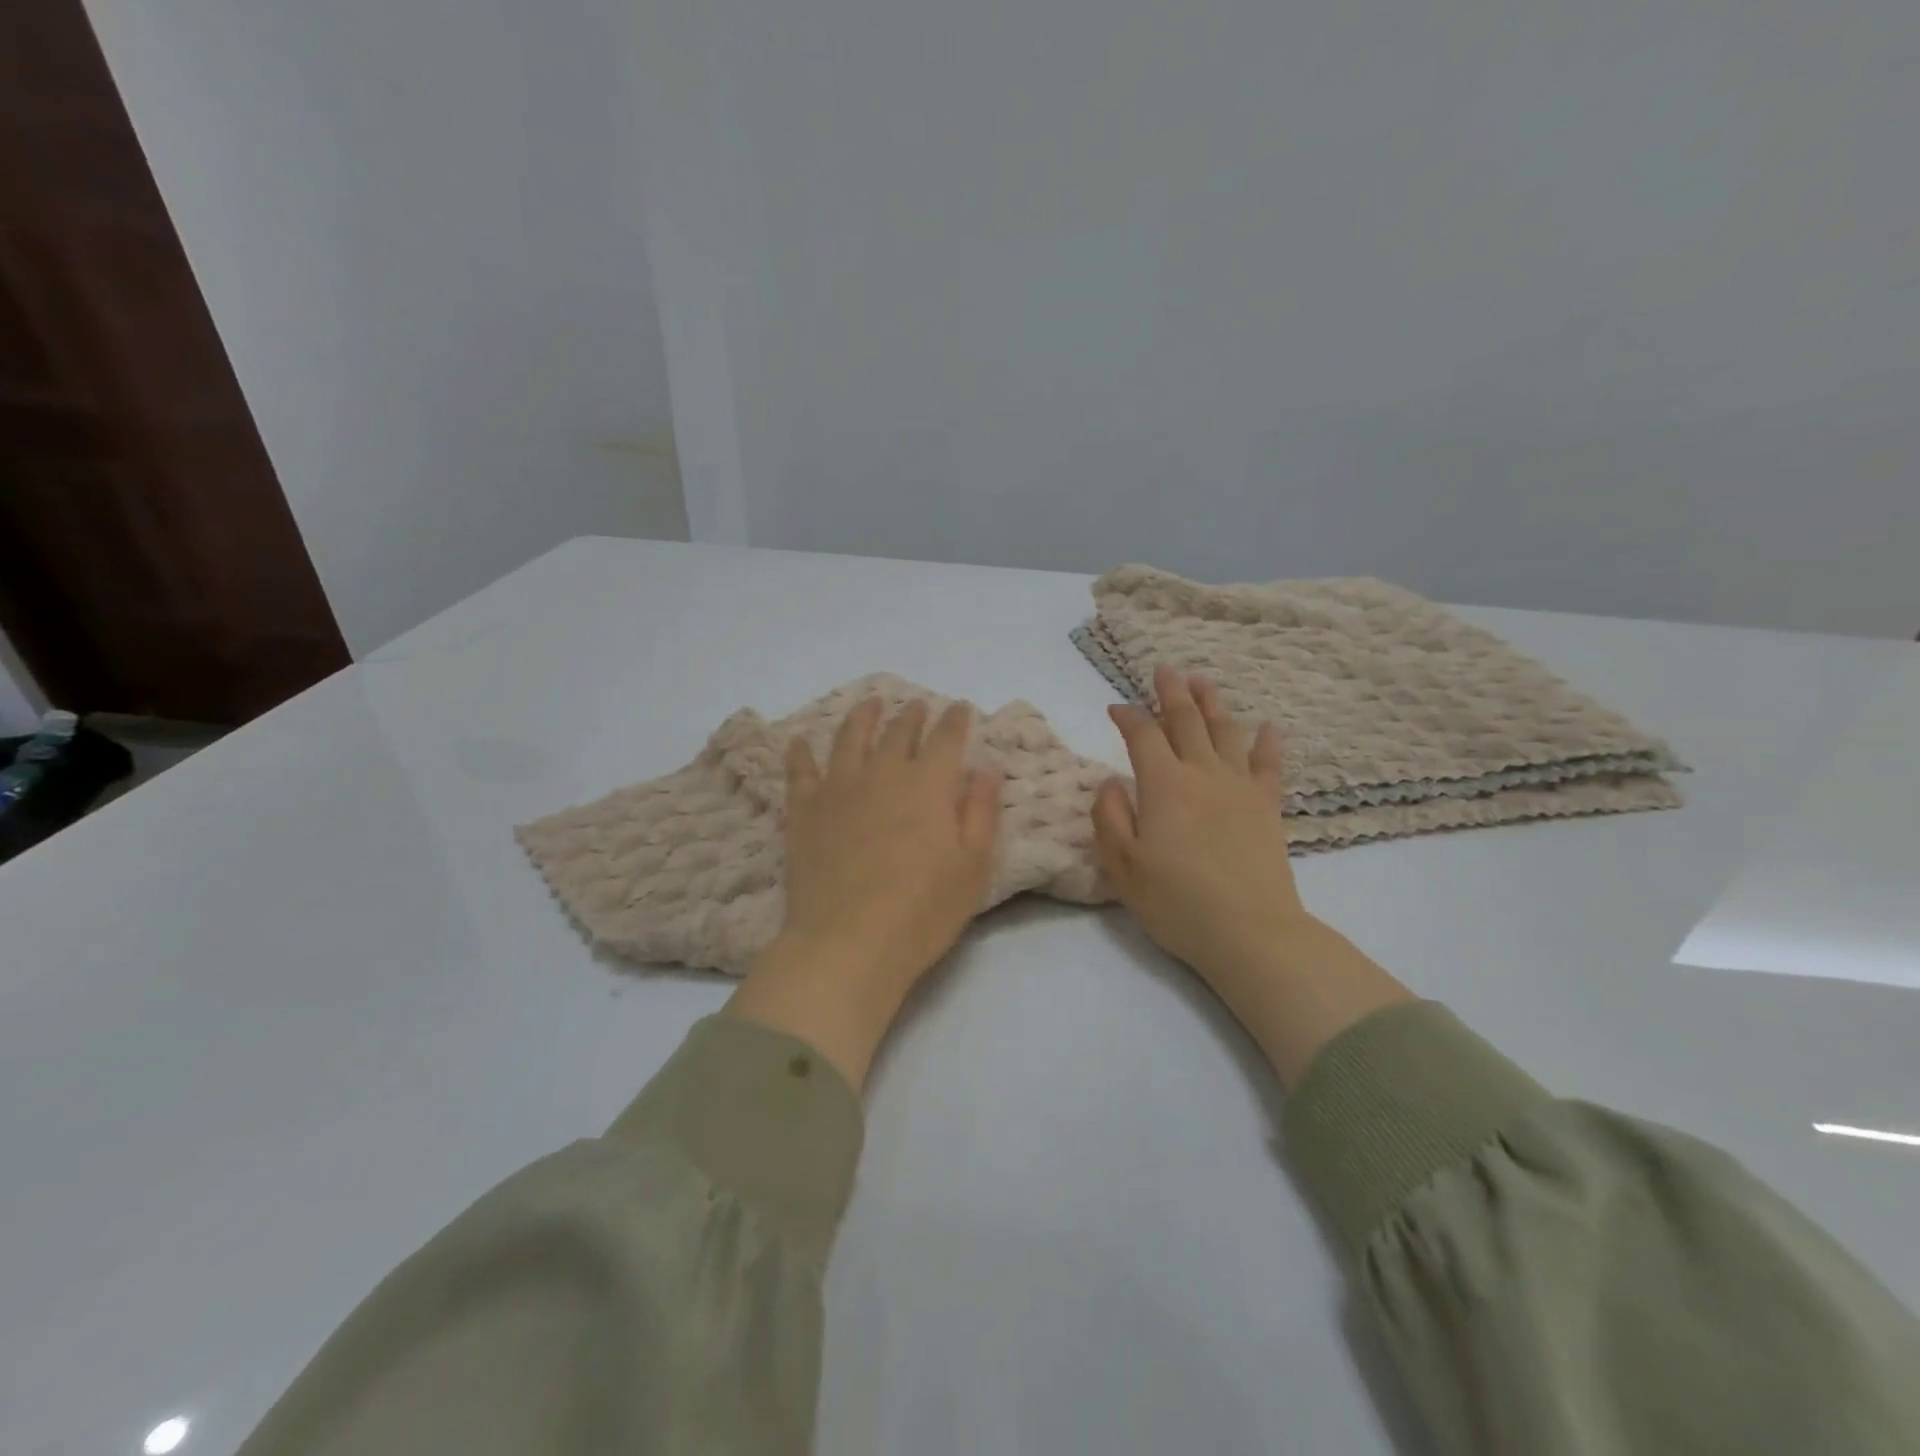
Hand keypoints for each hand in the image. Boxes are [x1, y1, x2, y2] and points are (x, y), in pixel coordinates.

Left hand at [726, 697, 1001, 1089]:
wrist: (849, 942)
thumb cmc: (923, 910)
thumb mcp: (972, 866)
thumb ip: (980, 811)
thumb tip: (986, 769)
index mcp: (928, 784)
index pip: (946, 738)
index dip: (955, 720)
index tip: (960, 709)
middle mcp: (882, 773)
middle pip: (898, 732)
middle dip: (912, 716)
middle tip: (917, 706)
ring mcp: (838, 789)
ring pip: (849, 738)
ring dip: (862, 717)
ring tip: (869, 705)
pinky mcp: (804, 811)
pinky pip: (800, 771)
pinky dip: (800, 753)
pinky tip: (799, 743)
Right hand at [1093, 666, 1411, 1085]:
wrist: (1251, 933)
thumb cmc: (1177, 902)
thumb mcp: (1123, 865)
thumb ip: (1109, 817)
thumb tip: (1111, 782)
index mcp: (1164, 786)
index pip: (1143, 735)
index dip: (1127, 716)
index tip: (1115, 707)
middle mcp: (1203, 775)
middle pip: (1186, 722)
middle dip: (1171, 693)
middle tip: (1164, 669)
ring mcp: (1240, 788)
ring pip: (1225, 733)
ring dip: (1212, 704)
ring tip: (1202, 681)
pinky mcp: (1267, 808)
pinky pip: (1268, 766)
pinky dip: (1267, 743)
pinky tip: (1268, 727)